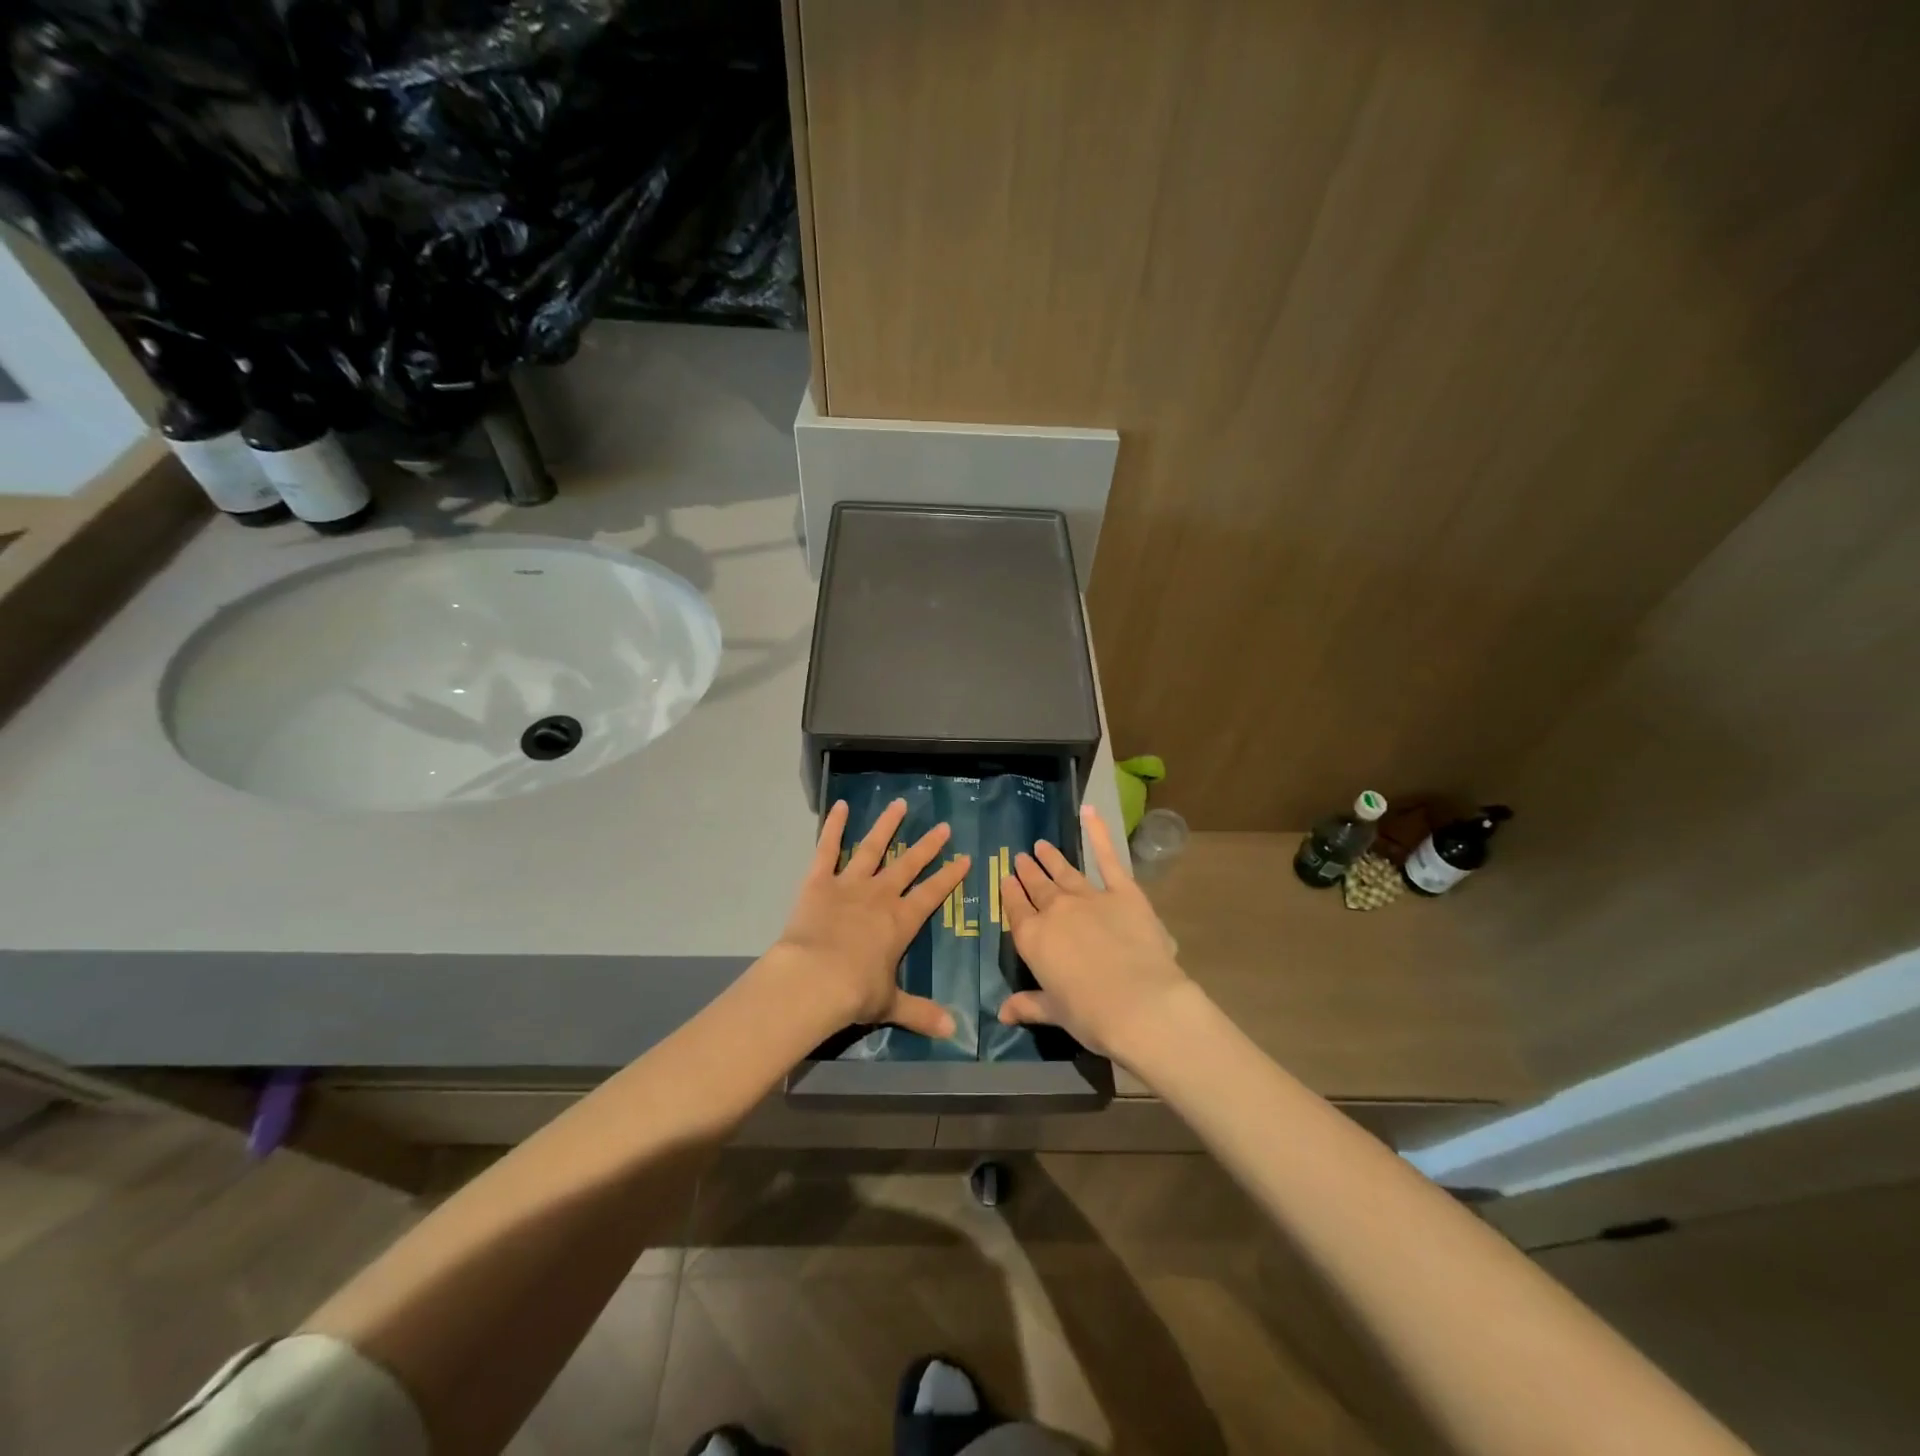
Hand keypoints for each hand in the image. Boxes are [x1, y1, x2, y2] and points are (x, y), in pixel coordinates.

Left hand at [773, 797, 969, 1038]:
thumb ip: (921, 1013)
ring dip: (887, 826)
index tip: (965, 858)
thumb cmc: (855, 992)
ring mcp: (849, 884)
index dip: (949, 876)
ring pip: (873, 848)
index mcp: (901, 921)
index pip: (932, 894)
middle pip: (908, 865)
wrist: (813, 979)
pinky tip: (839, 805)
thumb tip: (954, 1031)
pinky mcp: (818, 882)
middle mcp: (880, 896)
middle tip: (943, 826)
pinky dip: (833, 827)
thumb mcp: (890, 1004)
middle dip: (928, 846)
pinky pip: (827, 849)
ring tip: (899, 803)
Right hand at [998, 804, 1191, 1060]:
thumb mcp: (1055, 1012)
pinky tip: (1090, 812)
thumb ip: (1028, 1005)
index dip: (1009, 893)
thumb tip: (1002, 1013)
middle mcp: (1055, 911)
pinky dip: (1098, 833)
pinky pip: (1107, 857)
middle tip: (1021, 857)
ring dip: (1051, 858)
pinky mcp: (1122, 891)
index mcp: (1033, 939)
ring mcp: (1088, 896)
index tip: (1006, 879)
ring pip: (1064, 872)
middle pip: (1037, 887)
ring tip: (1041, 845)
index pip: (1015, 910)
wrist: (1139, 1004)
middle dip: (1028, 872)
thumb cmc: (1091, 1014)